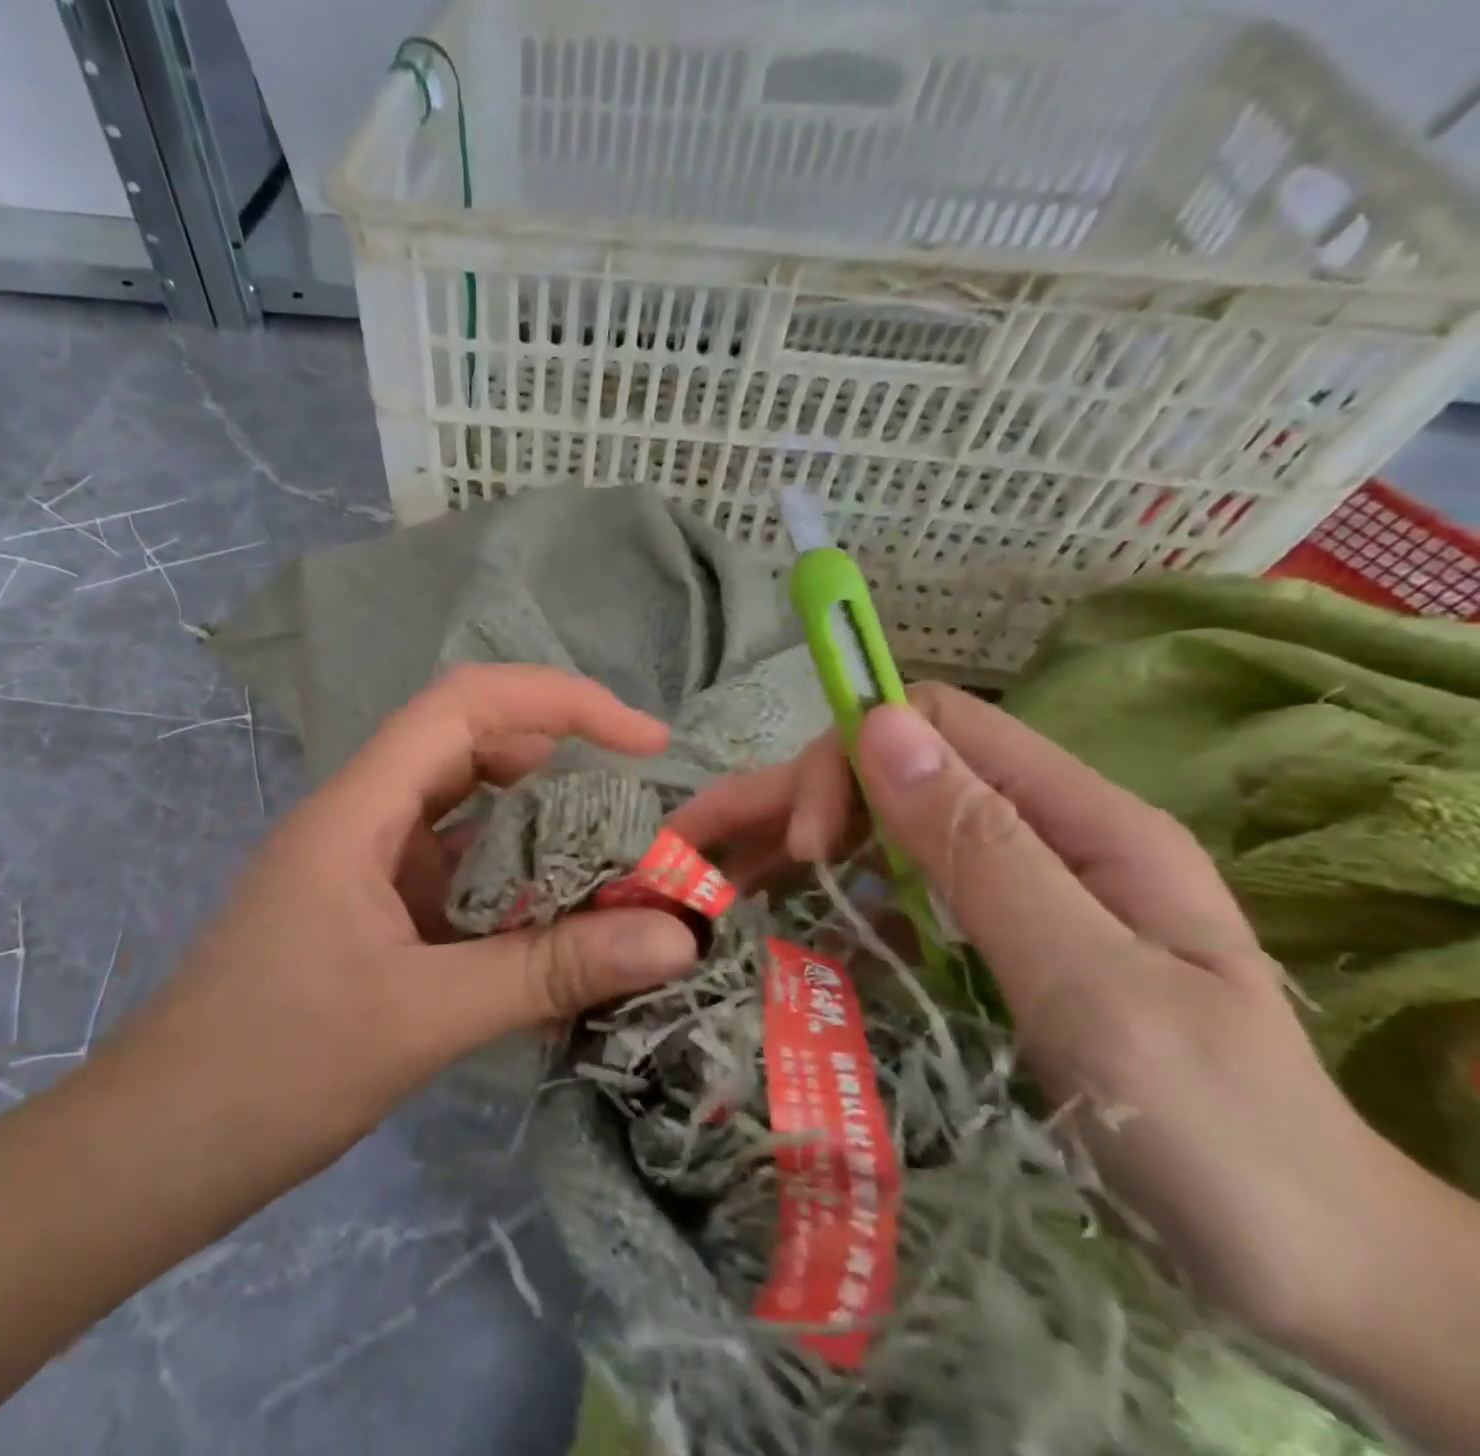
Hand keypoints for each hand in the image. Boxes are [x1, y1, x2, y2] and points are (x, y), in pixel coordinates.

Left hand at [128, 665, 699, 1196]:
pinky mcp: (370, 912)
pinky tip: (555, 929)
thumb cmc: (272, 1069)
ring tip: (612, 872)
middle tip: (636, 817)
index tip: (644, 742)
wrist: (157, 1150)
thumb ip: (549, 970)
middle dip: (561, 767)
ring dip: (539, 833)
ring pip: (467, 815)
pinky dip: (512, 888)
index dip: (562, 702)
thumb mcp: (423, 1016)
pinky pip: (456, 875)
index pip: (466, 705)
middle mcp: (362, 818)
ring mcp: (364, 865)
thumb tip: (676, 937)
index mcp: (359, 809)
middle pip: (471, 749)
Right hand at [672, 685, 1407, 1353]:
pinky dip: (820, 898)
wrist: (1307, 1268)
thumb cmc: (1209, 1130)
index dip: (849, 759)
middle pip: (886, 775)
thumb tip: (879, 727)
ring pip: (874, 830)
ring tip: (708, 885)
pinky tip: (776, 928)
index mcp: (1077, 818)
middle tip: (698, 859)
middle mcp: (1035, 832)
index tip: (803, 848)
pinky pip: (885, 891)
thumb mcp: (1090, 983)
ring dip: (785, 847)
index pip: (933, 725)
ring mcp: (1009, 887)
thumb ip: (983, 849)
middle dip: (785, 803)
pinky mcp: (984, 938)